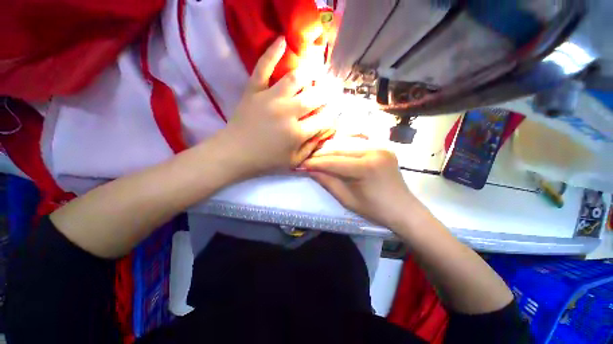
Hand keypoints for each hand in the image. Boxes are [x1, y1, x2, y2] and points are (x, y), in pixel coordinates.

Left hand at [216, 37, 335, 180]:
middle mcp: (287, 112)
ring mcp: (270, 98)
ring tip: (318, 71)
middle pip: (314, 97)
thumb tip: (324, 133)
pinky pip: (263, 67)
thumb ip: (310, 148)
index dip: (332, 115)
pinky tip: (282, 40)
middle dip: (327, 93)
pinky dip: (272, 52)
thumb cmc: (266, 161)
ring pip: (295, 78)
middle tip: (331, 91)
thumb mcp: (293, 162)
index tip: (335, 112)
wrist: (235, 153)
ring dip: (310, 73)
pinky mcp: (254, 90)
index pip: (322, 119)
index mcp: (297, 133)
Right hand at [302, 137, 420, 228]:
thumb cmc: (375, 209)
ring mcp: (380, 147)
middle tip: (307, 159)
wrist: (404, 209)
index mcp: (366, 168)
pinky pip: (357, 146)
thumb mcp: (347, 199)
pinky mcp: (382, 148)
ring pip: (347, 145)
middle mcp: (374, 151)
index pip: (334, 162)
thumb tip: (310, 170)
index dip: (316, 163)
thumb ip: (328, 182)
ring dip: (331, 151)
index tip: (302, 164)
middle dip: (321, 155)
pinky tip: (335, 154)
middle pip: (339, 150)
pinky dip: (343, 150)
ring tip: (318, 157)